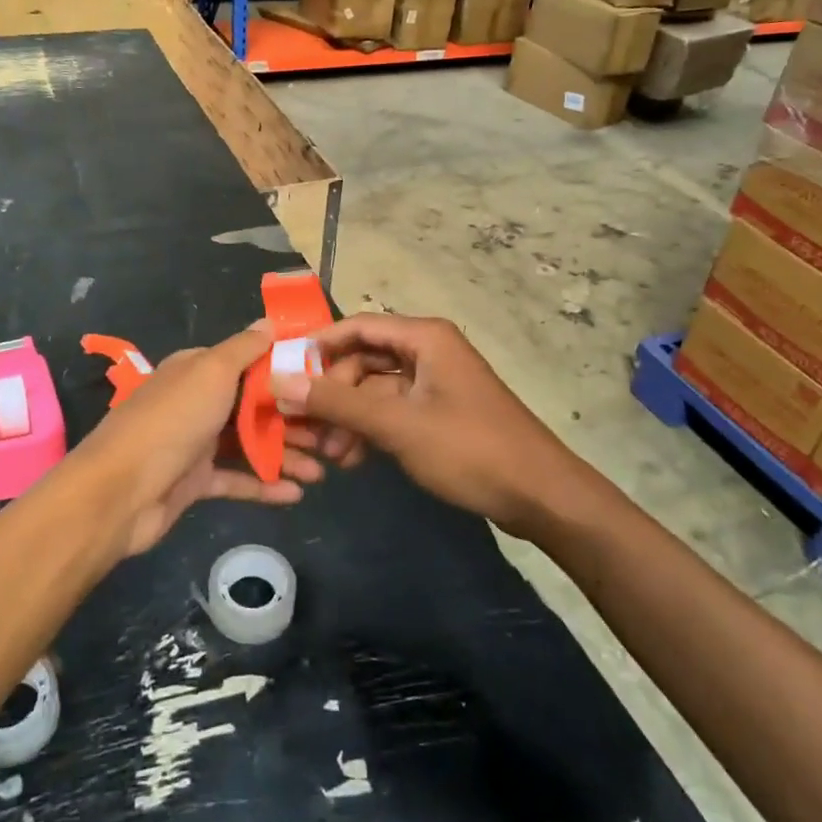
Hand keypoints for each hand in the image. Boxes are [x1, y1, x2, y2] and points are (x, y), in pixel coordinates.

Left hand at [74, 324, 321, 555]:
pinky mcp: (195, 483)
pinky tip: (297, 494)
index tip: (324, 381)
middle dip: (293, 418)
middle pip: (254, 406)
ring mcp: (195, 443)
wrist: (120, 491)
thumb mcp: (211, 372)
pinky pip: (237, 480)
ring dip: (286, 454)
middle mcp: (197, 402)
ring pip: (250, 444)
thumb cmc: (172, 421)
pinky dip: (265, 485)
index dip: (285, 371)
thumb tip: (269, 321)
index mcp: (198, 370)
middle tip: (333, 433)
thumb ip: (244, 348)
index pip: (249, 363)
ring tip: (324, 469)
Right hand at [271, 314, 577, 536]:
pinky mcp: (439, 411)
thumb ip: (338, 403)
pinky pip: (392, 409)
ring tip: (330, 453)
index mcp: (423, 337)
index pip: (356, 326)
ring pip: (375, 388)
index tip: (284, 372)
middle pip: (363, 358)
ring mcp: (435, 382)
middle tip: (305, 424)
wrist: (540, 495)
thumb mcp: (397, 425)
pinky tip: (353, 459)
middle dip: (333, 391)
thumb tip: (281, 383)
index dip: (318, 345)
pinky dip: (371, 428)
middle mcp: (428, 350)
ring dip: (349, 416)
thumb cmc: (470, 449)